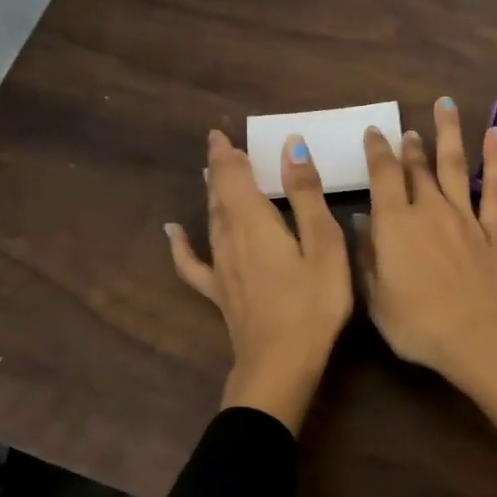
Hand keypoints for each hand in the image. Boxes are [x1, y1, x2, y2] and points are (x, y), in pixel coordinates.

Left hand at [166, 129, 351, 433]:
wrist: (280, 364)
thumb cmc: (313, 303)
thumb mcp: (323, 245)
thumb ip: (305, 195)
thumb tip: (291, 147)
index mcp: (254, 221)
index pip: (234, 176)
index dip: (228, 153)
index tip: (222, 133)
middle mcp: (228, 237)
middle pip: (218, 194)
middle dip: (219, 168)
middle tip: (220, 146)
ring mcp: (219, 267)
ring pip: (209, 219)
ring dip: (210, 193)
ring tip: (211, 175)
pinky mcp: (218, 292)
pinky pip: (192, 262)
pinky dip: (181, 245)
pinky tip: (173, 233)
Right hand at [356, 98, 496, 387]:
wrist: (475, 336)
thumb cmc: (416, 323)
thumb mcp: (375, 296)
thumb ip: (366, 255)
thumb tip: (359, 220)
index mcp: (395, 224)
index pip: (383, 176)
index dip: (377, 152)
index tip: (374, 133)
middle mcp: (429, 210)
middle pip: (417, 168)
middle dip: (409, 145)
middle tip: (405, 129)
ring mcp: (464, 217)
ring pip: (454, 166)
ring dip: (449, 133)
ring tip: (446, 104)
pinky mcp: (491, 231)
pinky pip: (495, 189)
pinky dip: (496, 160)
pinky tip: (496, 135)